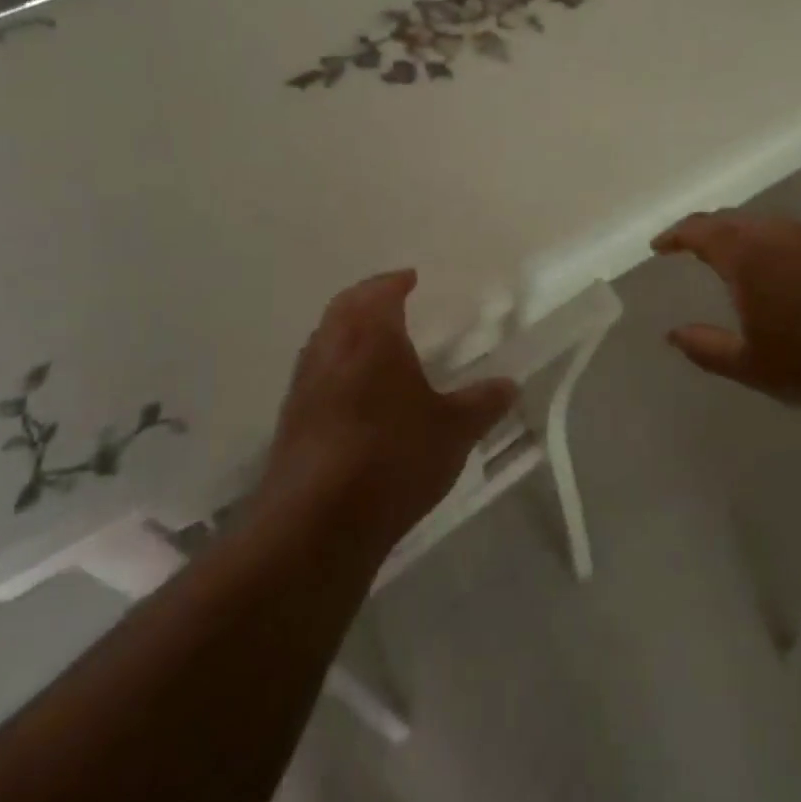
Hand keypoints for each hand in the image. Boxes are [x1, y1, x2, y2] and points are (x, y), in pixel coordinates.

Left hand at [261, 270, 517, 557]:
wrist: (315, 522)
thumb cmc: (392, 458)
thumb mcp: (452, 431)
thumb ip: (482, 403)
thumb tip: (510, 384)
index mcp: (371, 335)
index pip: (380, 292)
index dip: (395, 282)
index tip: (410, 279)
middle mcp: (331, 348)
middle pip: (344, 306)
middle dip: (367, 298)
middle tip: (390, 299)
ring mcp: (304, 383)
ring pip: (324, 338)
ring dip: (346, 329)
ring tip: (372, 343)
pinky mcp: (290, 418)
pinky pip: (314, 373)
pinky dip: (334, 364)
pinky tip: (352, 392)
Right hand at [651, 212, 800, 428]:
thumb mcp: (748, 364)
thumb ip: (704, 347)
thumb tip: (672, 334)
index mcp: (747, 255)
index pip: (700, 230)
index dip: (675, 236)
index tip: (658, 247)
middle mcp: (775, 234)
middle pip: (728, 219)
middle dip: (702, 230)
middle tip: (685, 247)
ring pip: (759, 223)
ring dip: (734, 233)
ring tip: (723, 254)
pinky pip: (784, 232)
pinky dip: (762, 239)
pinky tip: (768, 264)